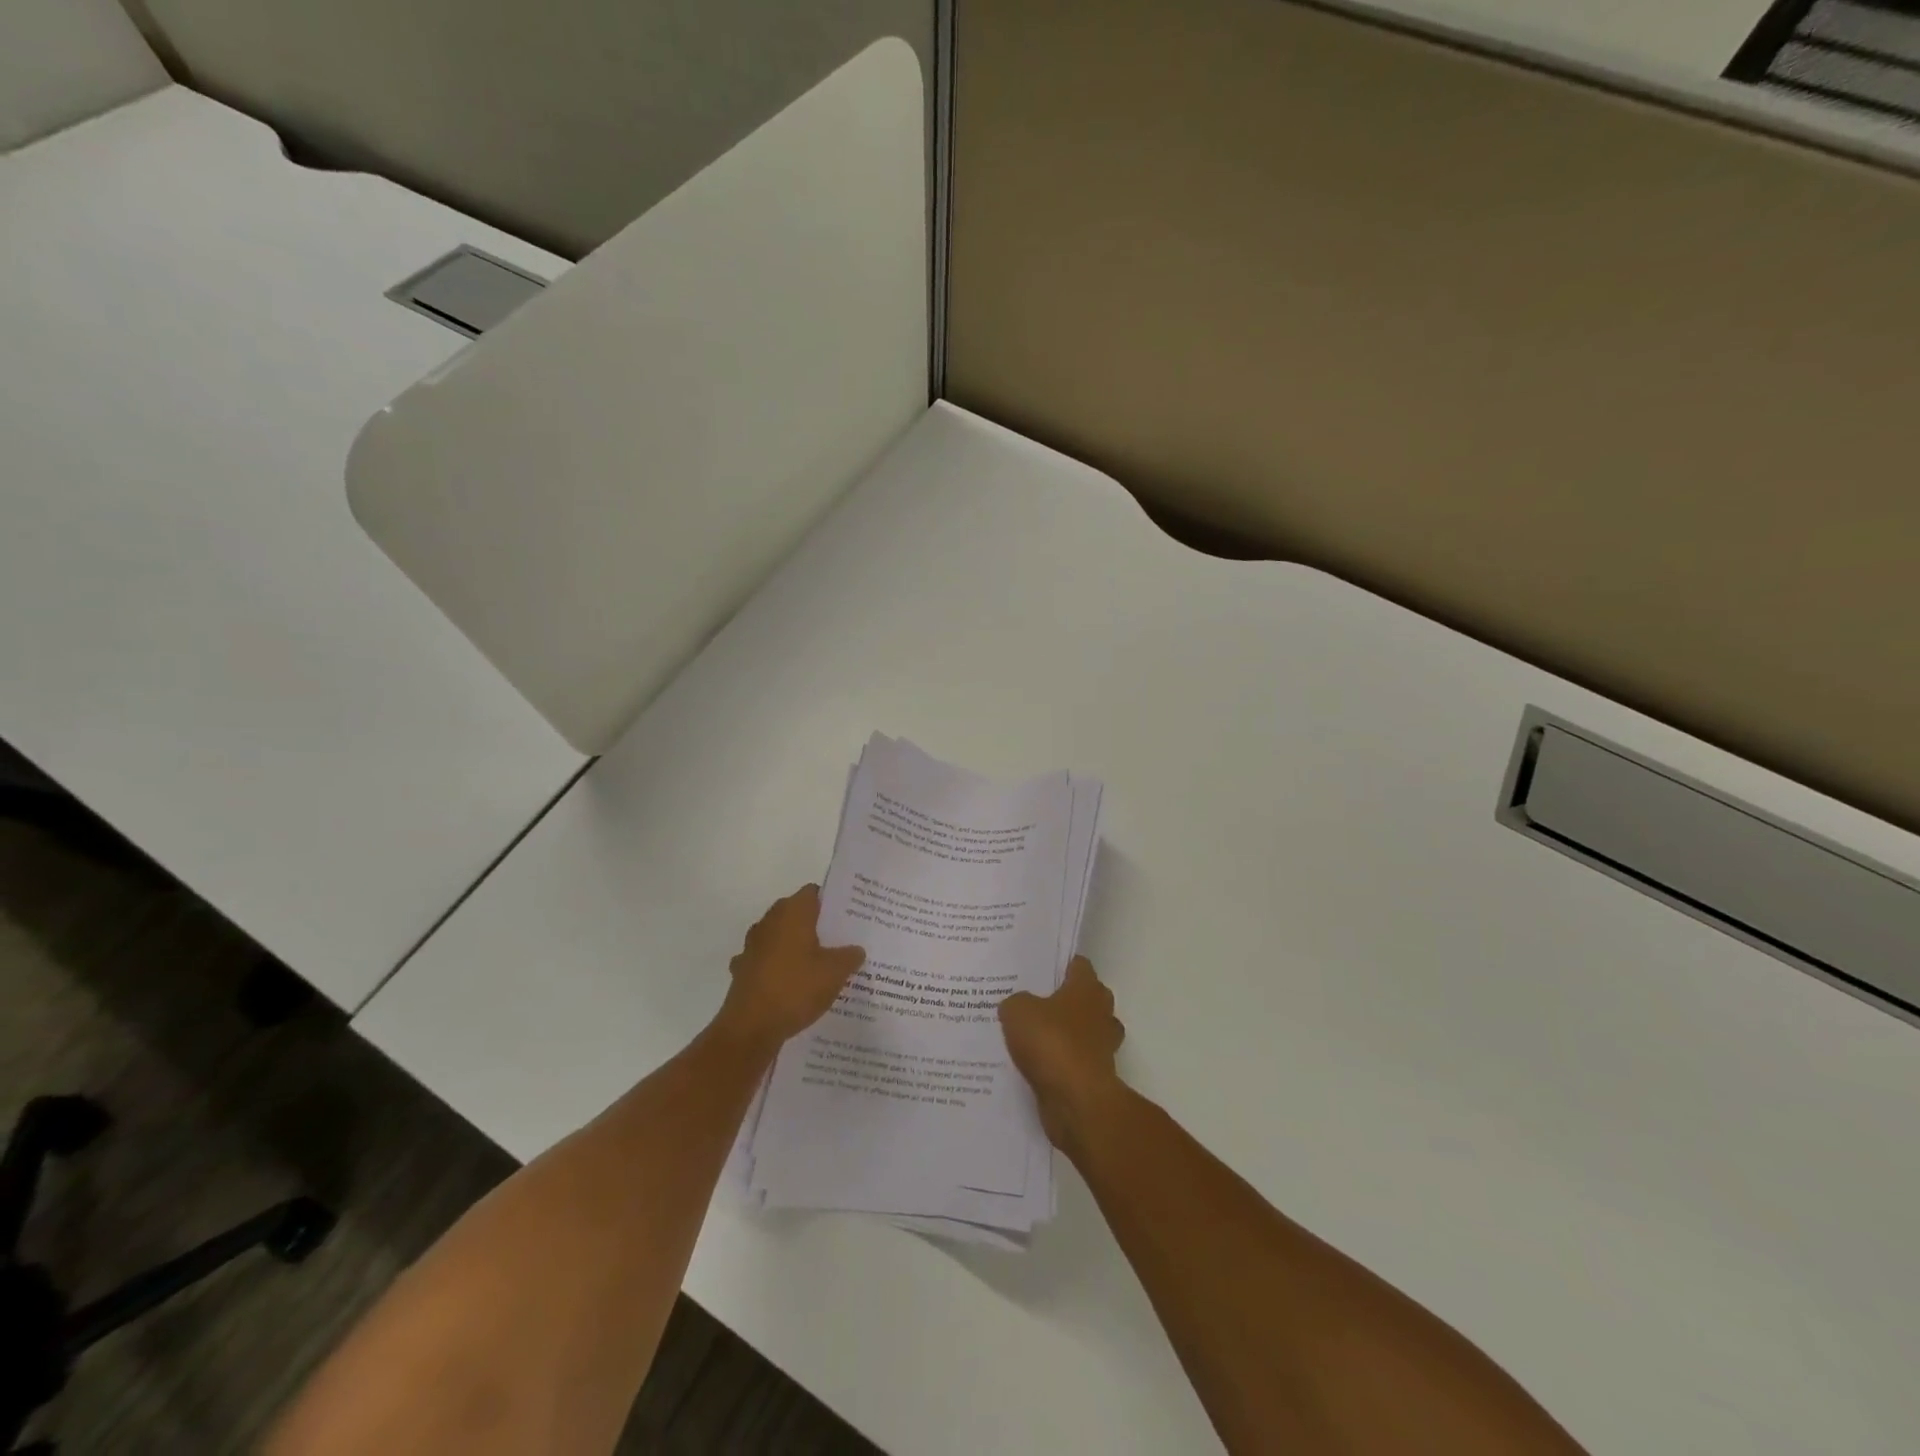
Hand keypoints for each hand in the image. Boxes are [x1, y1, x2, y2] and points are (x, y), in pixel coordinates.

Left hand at [716, 885, 865, 1054]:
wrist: (750, 1028)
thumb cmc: (796, 989)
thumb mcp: (835, 972)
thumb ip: (849, 956)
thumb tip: (856, 949)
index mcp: (792, 912)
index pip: (813, 892)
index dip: (831, 902)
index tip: (848, 917)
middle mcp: (769, 922)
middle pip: (796, 914)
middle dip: (816, 925)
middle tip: (841, 941)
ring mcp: (752, 946)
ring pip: (781, 938)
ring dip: (796, 947)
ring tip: (820, 965)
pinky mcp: (743, 970)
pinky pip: (768, 962)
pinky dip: (779, 969)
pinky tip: (793, 986)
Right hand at [999, 956, 1126, 1149]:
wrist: (1076, 1100)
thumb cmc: (1051, 1042)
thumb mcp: (1017, 1011)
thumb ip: (1015, 1002)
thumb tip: (1017, 1006)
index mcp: (1087, 988)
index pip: (1079, 964)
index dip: (1060, 964)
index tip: (1038, 969)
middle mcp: (1100, 1013)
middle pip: (1085, 997)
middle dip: (1063, 999)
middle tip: (1031, 1001)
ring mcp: (1102, 1046)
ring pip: (1083, 1031)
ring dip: (1064, 1034)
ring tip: (1031, 1036)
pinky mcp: (1095, 1076)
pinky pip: (1076, 1061)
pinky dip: (1061, 1062)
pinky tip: (1035, 1065)